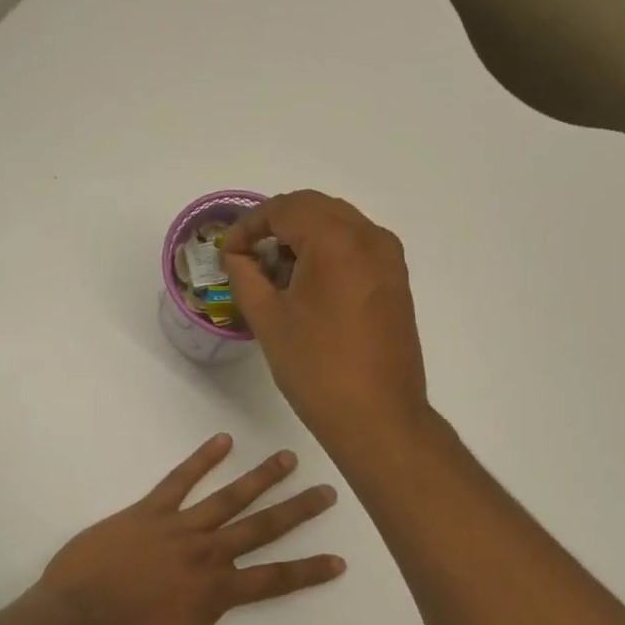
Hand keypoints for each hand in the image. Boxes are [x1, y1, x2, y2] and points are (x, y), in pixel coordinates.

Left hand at [38, 435, 344, 624]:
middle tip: (327, 491)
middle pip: (261, 527)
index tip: (339, 558)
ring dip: (261, 477)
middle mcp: (206, 552)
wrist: (68, 624)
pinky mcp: (148, 511)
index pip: (275, 578)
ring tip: (288, 457)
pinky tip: (223, 440)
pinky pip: (179, 480)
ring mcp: (177, 527)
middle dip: (298, 510)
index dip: (309, 570)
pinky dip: (202, 459)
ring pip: (229, 497)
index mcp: (216, 591)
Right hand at [222, 191, 427, 449]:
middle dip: (276, 224)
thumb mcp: (269, 320)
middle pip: (314, 208)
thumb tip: (236, 255)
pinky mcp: (396, 280)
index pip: (284, 209)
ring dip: (303, 236)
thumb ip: (245, 276)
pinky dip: (328, 251)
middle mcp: (370, 237)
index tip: (228, 252)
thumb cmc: (317, 369)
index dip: (249, 225)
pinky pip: (357, 246)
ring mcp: (389, 258)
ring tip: (274, 272)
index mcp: (336, 240)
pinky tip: (307, 284)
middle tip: (248, 255)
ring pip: (338, 225)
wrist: (379, 416)